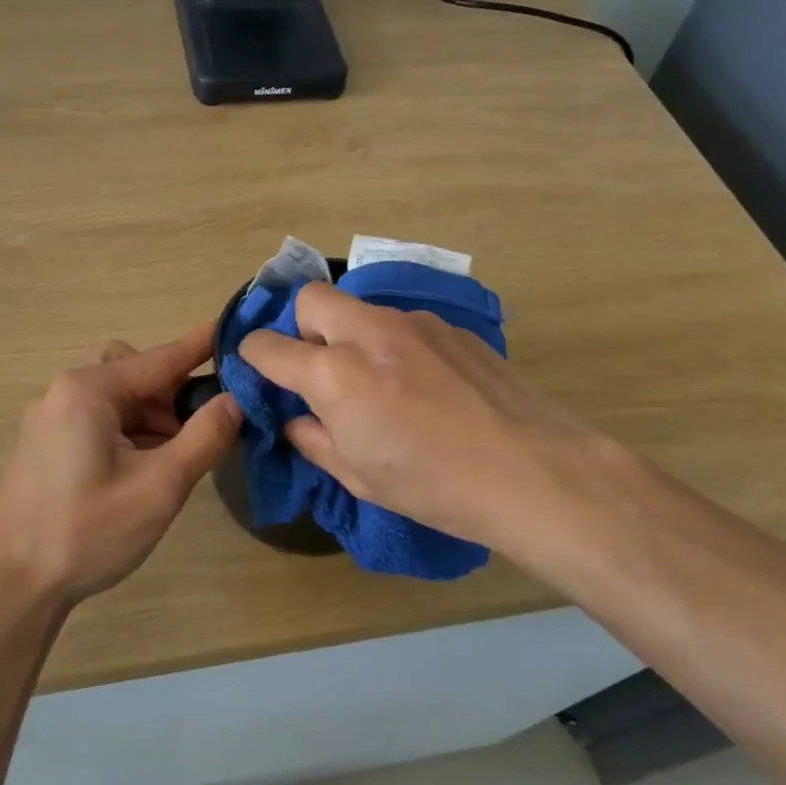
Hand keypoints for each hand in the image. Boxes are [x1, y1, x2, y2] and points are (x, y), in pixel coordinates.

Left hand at [0, 323, 240, 604]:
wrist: (11, 586)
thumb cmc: (86, 532)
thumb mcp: (159, 487)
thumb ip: (204, 438)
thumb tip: (236, 400)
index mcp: (89, 390)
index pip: (162, 357)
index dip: (204, 345)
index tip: (238, 327)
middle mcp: (65, 392)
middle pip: (138, 376)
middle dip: (176, 398)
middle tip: (204, 434)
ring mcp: (51, 418)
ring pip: (120, 401)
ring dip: (154, 421)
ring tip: (174, 464)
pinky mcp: (47, 444)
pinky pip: (101, 421)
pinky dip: (130, 434)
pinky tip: (143, 473)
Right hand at [238, 284, 604, 552]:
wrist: (531, 471)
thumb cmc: (434, 486)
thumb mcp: (359, 477)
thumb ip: (315, 440)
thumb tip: (298, 420)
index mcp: (336, 374)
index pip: (269, 346)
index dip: (254, 355)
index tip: (258, 366)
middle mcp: (369, 333)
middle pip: (312, 298)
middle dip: (302, 326)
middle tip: (321, 369)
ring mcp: (415, 323)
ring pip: (361, 310)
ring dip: (352, 337)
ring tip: (381, 384)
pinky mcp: (451, 327)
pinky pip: (403, 324)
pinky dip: (395, 345)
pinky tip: (425, 386)